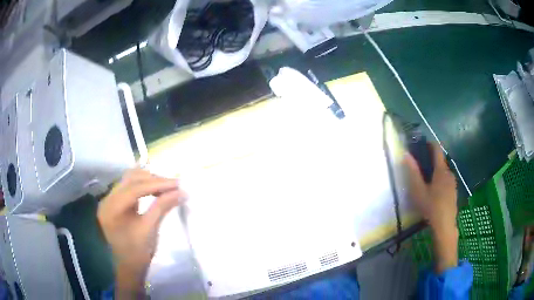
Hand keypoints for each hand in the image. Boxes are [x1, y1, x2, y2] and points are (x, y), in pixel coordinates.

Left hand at [97, 168, 186, 298]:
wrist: (129, 266)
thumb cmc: (138, 252)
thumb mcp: (150, 230)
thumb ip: (162, 207)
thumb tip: (181, 191)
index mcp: (111, 208)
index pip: (133, 188)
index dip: (156, 184)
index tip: (177, 184)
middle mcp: (107, 199)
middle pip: (130, 180)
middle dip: (153, 180)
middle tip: (174, 184)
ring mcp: (110, 200)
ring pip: (130, 180)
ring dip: (149, 180)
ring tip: (166, 186)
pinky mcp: (116, 202)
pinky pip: (129, 187)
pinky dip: (143, 186)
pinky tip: (155, 190)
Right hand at [404, 143, 458, 273]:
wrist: (445, 225)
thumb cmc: (431, 207)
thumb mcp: (418, 191)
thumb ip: (413, 172)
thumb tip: (406, 154)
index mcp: (441, 170)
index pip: (437, 150)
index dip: (429, 144)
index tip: (421, 144)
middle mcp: (449, 173)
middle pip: (440, 161)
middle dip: (431, 161)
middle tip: (420, 168)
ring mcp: (453, 183)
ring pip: (443, 172)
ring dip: (435, 172)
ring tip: (426, 182)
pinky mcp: (454, 191)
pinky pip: (446, 180)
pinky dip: (440, 180)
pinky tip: (434, 193)